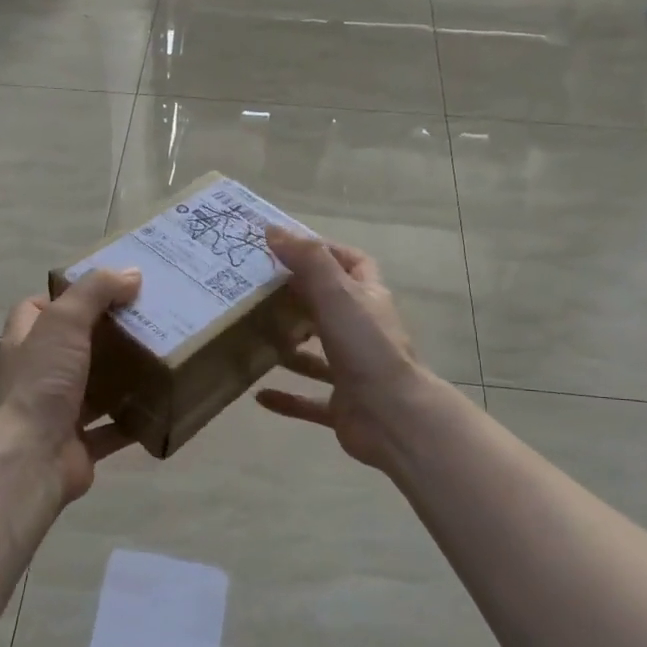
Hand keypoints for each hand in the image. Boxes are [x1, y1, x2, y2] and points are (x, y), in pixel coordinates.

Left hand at [0, 269, 142, 503]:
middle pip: (70, 348)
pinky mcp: (78, 445)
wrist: (31, 459)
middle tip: (142, 320)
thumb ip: (95, 292)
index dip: (64, 296)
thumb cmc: (41, 383)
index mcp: (25, 344)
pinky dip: (132, 420)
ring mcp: (56, 413)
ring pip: (91, 389)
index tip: (104, 289)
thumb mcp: (64, 322)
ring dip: (119, 378)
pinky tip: (159, 405)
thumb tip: (130, 273)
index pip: (37, 310)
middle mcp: (36, 376)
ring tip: (157, 358)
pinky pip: (111, 429)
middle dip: (102, 336)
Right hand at [255, 229, 437, 475]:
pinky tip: (259, 395)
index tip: (286, 248)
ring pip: (317, 354)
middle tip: (257, 293)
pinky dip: (287, 398)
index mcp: (368, 300)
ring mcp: (353, 371)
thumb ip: (308, 261)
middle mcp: (363, 332)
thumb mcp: (337, 294)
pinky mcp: (342, 405)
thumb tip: (274, 230)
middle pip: (329, 307)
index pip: (352, 264)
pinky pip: (309, 401)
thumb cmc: (366, 348)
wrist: (393, 417)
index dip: (325, 252)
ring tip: (253, 339)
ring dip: (289, 348)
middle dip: (297, 299)